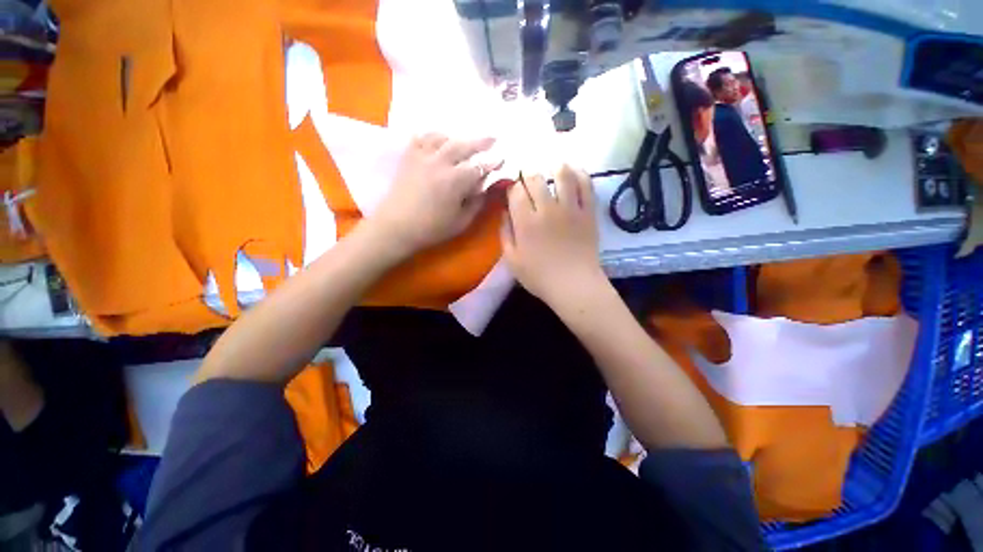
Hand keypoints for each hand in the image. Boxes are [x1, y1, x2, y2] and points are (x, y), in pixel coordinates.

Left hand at [372, 133, 499, 257]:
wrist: (396, 226)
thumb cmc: (431, 228)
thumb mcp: (461, 222)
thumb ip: (476, 203)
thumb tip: (484, 188)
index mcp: (455, 180)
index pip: (479, 167)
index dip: (492, 163)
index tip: (501, 159)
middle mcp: (440, 162)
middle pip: (463, 145)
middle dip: (480, 142)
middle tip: (492, 138)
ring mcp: (422, 157)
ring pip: (443, 138)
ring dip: (457, 137)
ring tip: (464, 140)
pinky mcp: (409, 157)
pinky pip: (422, 138)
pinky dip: (433, 136)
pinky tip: (438, 140)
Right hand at [500, 165, 605, 307]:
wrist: (574, 285)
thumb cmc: (539, 276)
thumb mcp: (512, 260)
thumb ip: (505, 233)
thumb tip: (504, 212)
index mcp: (525, 222)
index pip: (515, 191)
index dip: (512, 187)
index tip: (513, 191)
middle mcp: (547, 209)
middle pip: (535, 178)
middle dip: (528, 175)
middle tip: (529, 179)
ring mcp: (570, 208)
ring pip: (562, 174)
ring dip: (554, 167)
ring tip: (552, 169)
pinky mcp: (588, 212)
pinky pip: (587, 185)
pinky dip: (580, 174)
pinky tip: (574, 172)